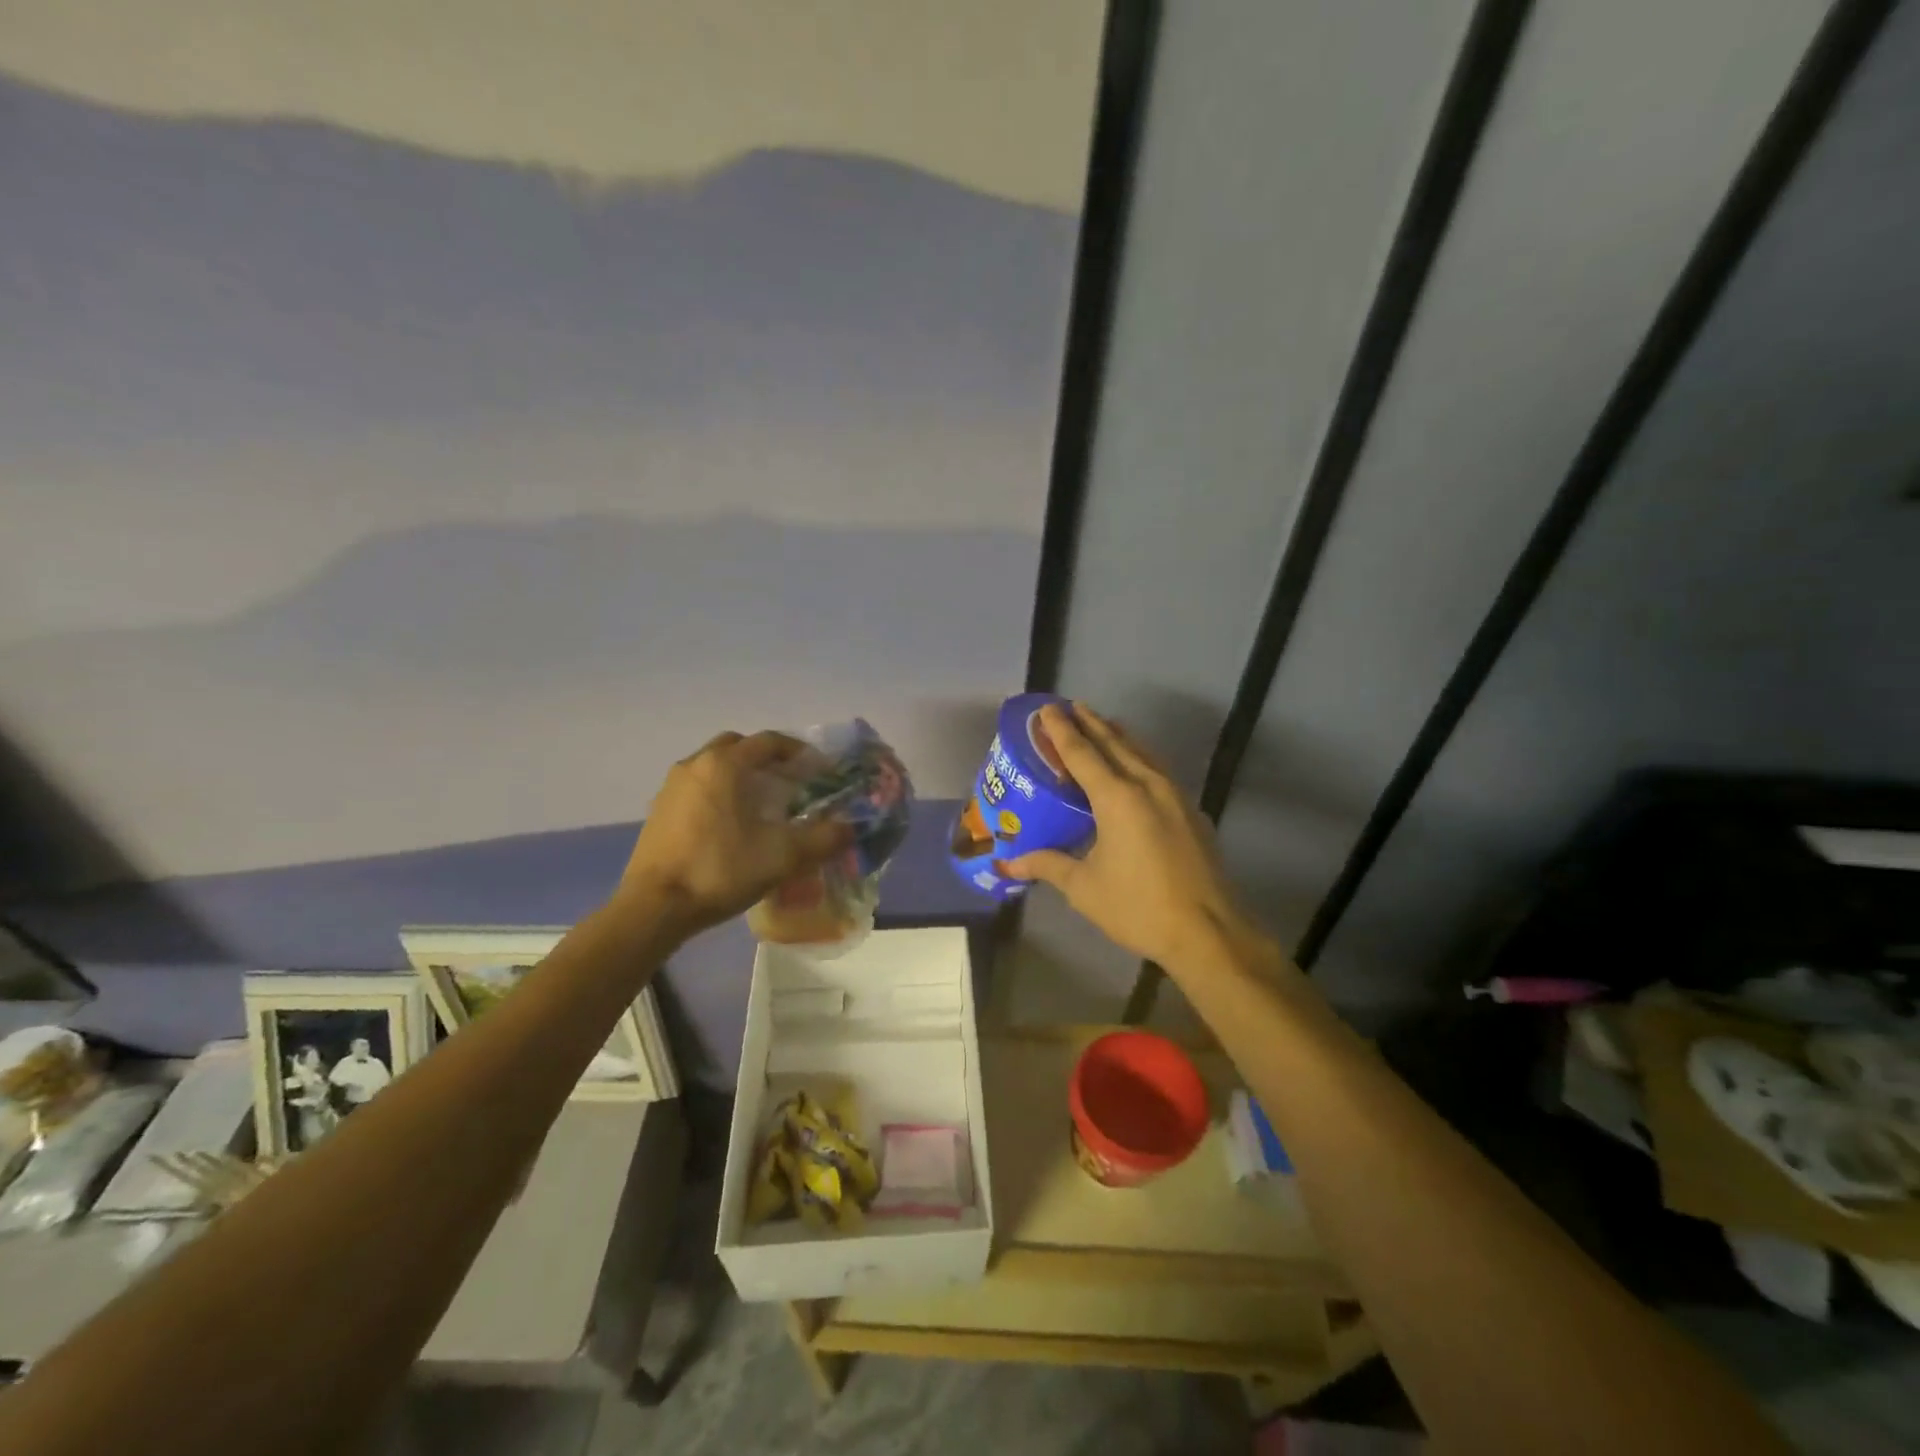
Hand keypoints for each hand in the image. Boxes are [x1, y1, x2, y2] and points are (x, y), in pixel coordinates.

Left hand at [618, 731, 852, 934]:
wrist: (655, 906)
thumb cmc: (720, 870)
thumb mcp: (782, 856)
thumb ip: (822, 838)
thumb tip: (850, 828)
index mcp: (725, 764)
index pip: (769, 741)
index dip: (799, 751)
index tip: (820, 769)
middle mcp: (696, 764)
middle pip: (738, 746)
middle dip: (766, 758)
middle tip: (790, 781)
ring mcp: (672, 787)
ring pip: (714, 766)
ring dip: (740, 775)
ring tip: (762, 803)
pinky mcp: (659, 811)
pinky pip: (697, 788)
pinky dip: (719, 793)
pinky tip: (730, 824)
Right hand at [1000, 702, 1248, 968]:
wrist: (1208, 932)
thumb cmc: (1138, 907)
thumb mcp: (1084, 887)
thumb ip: (1047, 865)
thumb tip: (1008, 862)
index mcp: (1117, 797)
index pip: (1082, 753)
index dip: (1061, 730)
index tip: (1047, 708)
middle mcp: (1147, 785)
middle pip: (1115, 742)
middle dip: (1090, 723)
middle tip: (1070, 707)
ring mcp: (1175, 796)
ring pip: (1141, 753)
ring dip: (1118, 736)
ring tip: (1100, 725)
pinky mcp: (1191, 812)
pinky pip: (1157, 770)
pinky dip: (1138, 757)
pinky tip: (1133, 766)